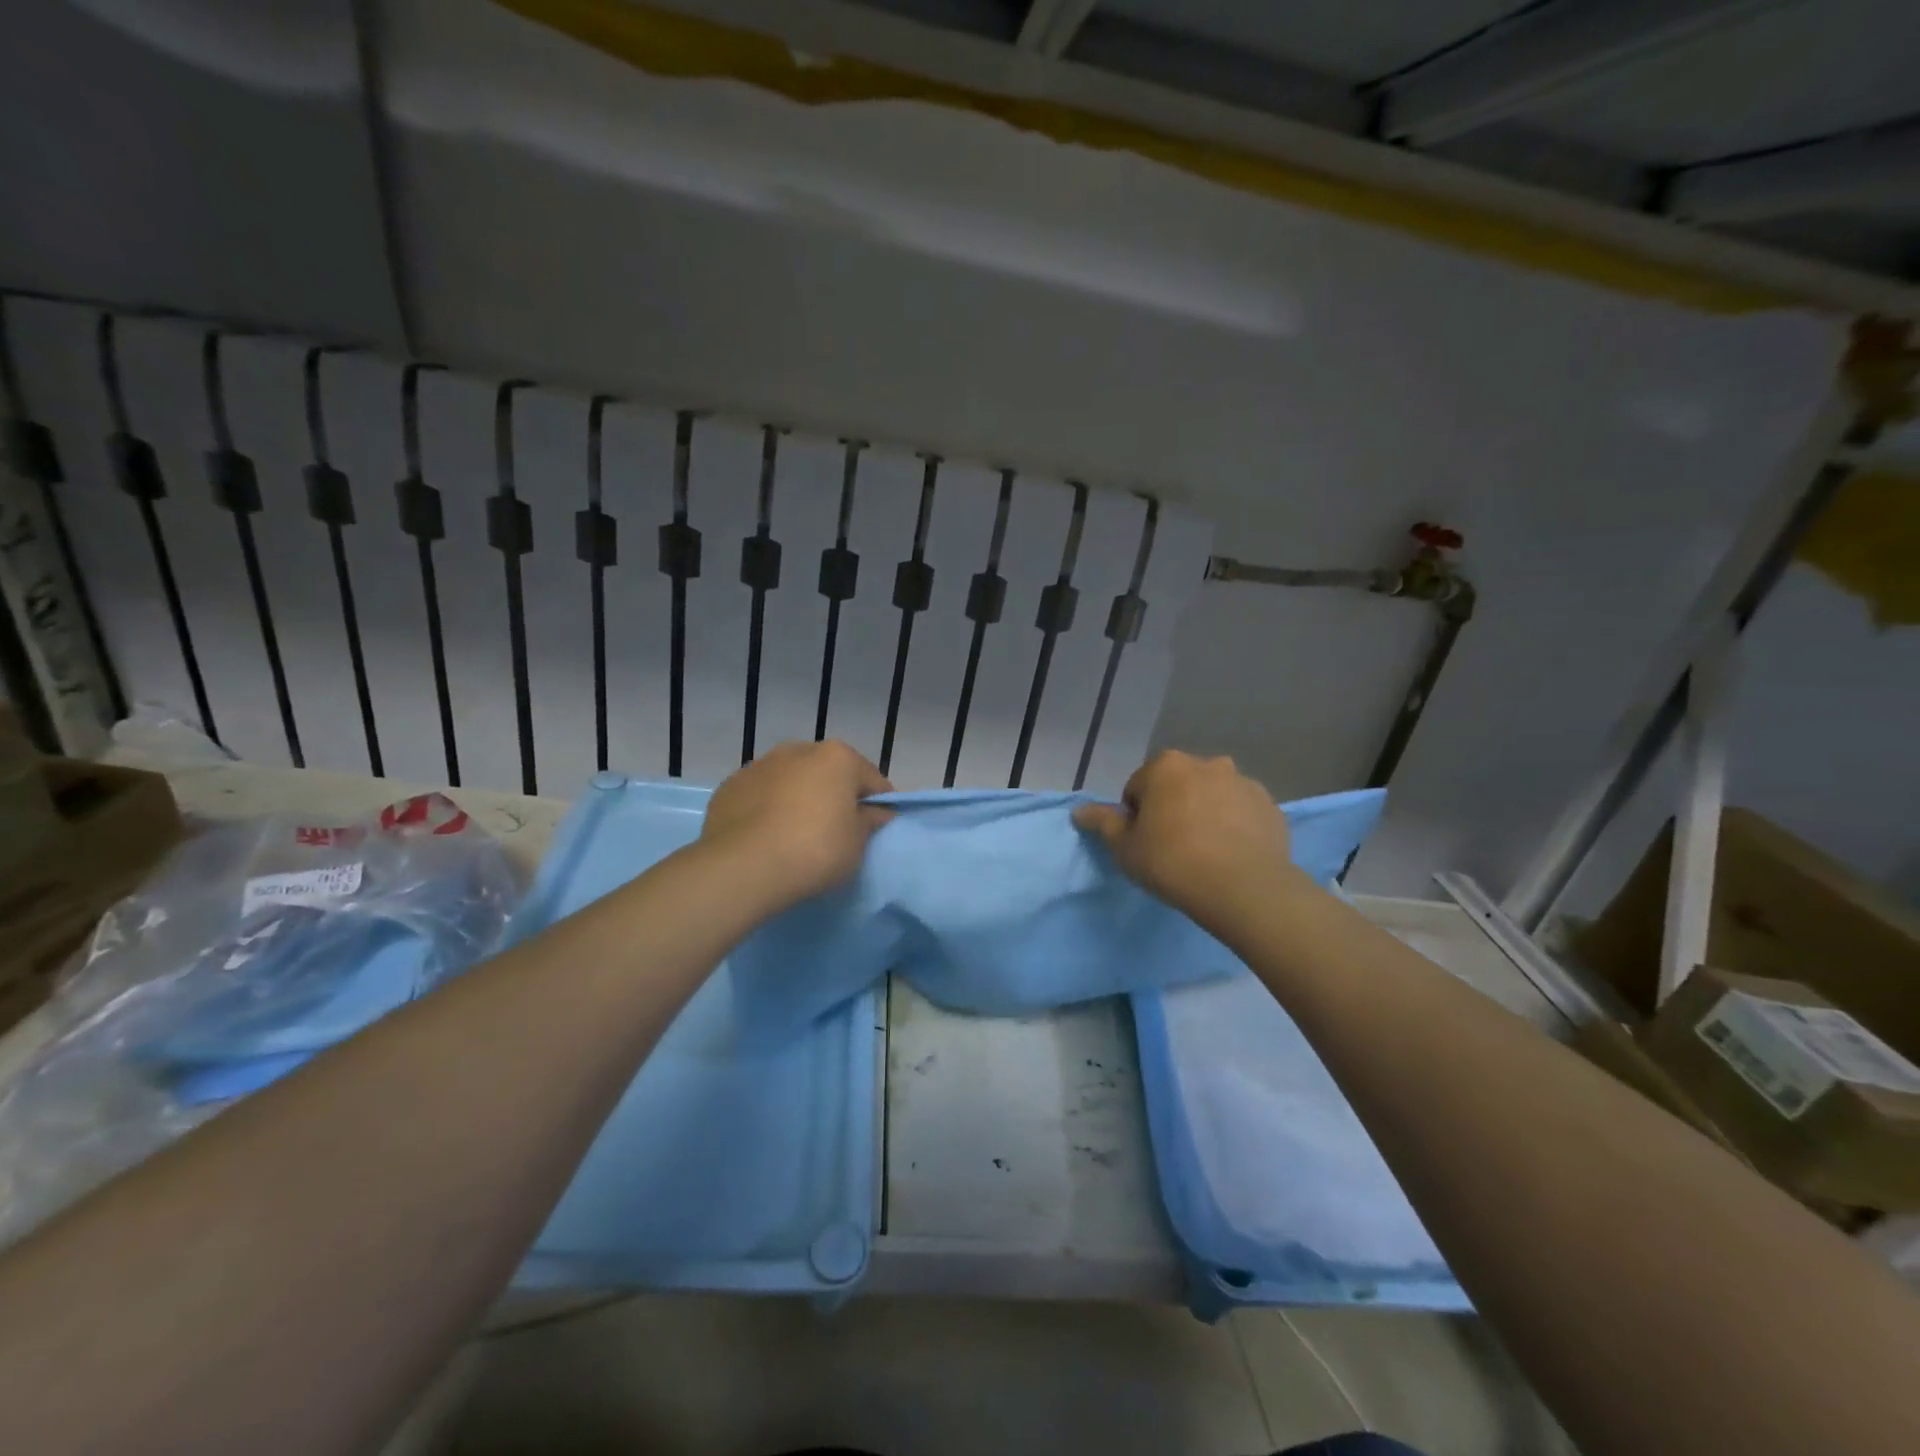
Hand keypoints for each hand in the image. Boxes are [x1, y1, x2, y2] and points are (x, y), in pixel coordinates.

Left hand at [700, 741, 893, 911]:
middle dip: (835, 795)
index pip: (871, 779)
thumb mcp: (857, 844)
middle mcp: (798, 750)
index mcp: (837, 757)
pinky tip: (767, 837)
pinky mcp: (729, 787)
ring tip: (796, 835)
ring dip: (798, 798)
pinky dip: (767, 809)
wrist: (743, 868)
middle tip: (836, 831)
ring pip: (791, 781)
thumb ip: (870, 821)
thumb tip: (877, 812)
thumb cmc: (815, 850)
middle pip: (828, 773)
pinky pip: (760, 796)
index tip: (877, 827)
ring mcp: (759, 766)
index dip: (878, 804)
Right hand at [1073, 750, 1300, 924]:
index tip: (1145, 844)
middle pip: (1177, 786)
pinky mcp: (1270, 805)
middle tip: (1173, 848)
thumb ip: (1102, 823)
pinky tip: (1232, 854)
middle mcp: (1206, 763)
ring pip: (1211, 796)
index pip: (1138, 788)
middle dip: (1172, 808)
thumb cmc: (1173, 863)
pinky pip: (1241, 811)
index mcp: (1166, 766)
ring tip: (1206, 853)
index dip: (1137, 818)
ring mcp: (1243, 782)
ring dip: (1204, 813)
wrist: (1245, 889)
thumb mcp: (1125, 848)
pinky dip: (1234, 824)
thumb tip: (1079, 810)